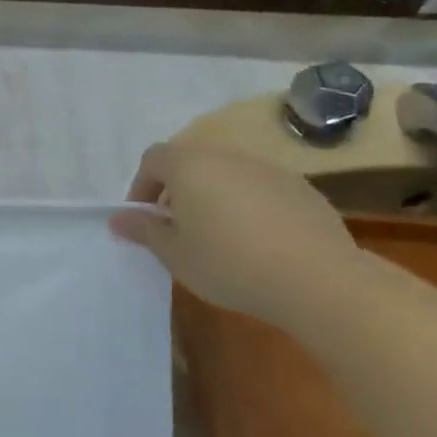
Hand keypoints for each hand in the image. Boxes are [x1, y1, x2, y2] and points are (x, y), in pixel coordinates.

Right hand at [112, 140, 362, 329]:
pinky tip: (257, 244)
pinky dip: (249, 207)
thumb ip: (144, 230)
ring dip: (214, 198)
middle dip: (177, 191)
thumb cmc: (228, 263)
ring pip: (228, 176)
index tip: (143, 218)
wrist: (317, 279)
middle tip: (177, 230)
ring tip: (217, 239)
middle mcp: (228, 157)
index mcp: (190, 165)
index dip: (141, 186)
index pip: (153, 159)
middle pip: (192, 163)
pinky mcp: (303, 189)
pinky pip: (261, 190)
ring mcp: (270, 170)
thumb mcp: (174, 253)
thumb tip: (119, 218)